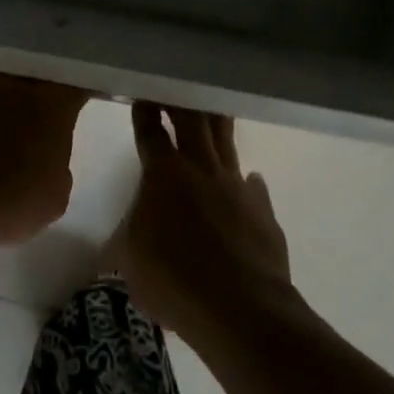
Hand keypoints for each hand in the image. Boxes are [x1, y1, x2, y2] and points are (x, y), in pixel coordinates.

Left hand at [0, 72, 89, 246]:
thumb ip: (56, 165)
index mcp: (51, 104)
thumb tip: (45, 157)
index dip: (75, 94)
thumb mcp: (54, 196)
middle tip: (31, 119)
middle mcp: (14, 84)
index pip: (74, 85)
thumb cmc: (9, 203)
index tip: (75, 105)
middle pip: (30, 77)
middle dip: (33, 93)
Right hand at [116, 103, 294, 340]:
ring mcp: (237, 186)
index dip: (145, 111)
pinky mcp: (263, 209)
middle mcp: (201, 168)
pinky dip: (244, 181)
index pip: (150, 131)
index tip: (143, 94)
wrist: (241, 309)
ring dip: (216, 122)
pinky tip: (245, 182)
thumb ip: (131, 233)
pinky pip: (251, 185)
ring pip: (225, 140)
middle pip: (192, 120)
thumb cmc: (173, 281)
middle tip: (177, 84)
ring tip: (213, 107)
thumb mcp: (131, 260)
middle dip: (182, 100)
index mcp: (163, 174)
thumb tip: (136, 226)